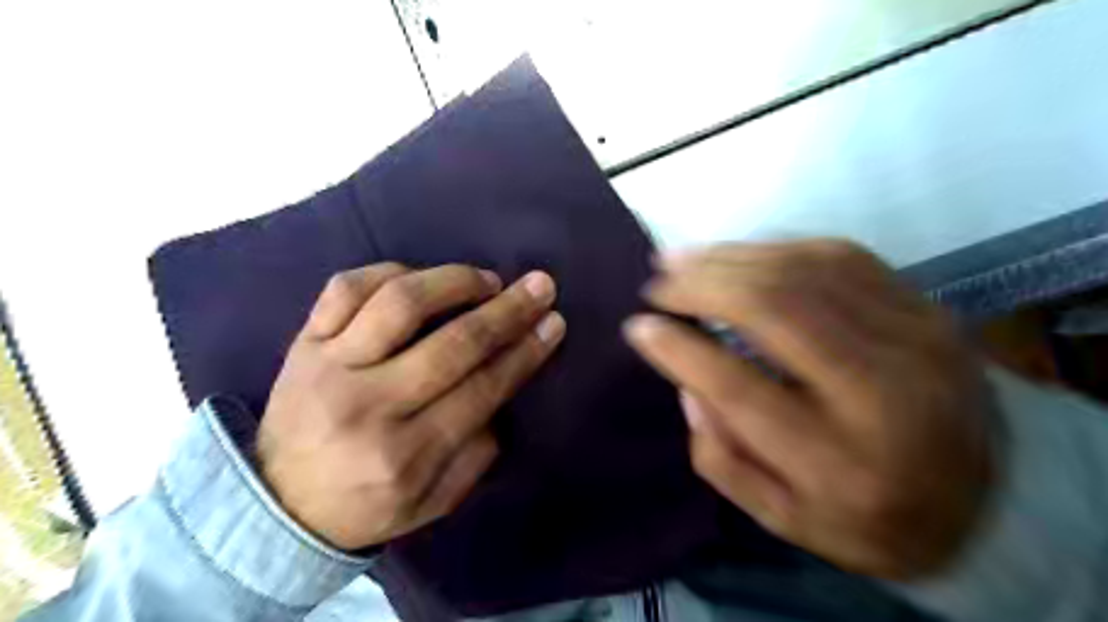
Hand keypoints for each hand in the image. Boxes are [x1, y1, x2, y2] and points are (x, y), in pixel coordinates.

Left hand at [258, 264, 563, 548]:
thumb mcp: (434, 502)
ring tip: (486, 279)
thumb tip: (504, 386)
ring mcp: (329, 366)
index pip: (482, 390)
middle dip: (506, 311)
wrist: (277, 504)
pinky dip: (390, 272)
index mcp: (405, 454)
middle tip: (539, 287)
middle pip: (452, 343)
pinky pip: (346, 288)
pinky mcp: (303, 342)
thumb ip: (477, 453)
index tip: (553, 323)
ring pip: (399, 303)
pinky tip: (420, 276)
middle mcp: (368, 404)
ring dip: (453, 281)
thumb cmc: (367, 504)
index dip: (524, 352)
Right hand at [623, 242, 995, 579]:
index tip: (638, 327)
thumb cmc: (871, 516)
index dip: (680, 350)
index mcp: (843, 463)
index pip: (738, 388)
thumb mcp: (786, 519)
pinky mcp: (923, 306)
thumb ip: (723, 459)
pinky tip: (736, 253)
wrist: (989, 496)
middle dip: (700, 286)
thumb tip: (687, 387)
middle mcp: (884, 391)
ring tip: (679, 258)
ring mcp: (915, 337)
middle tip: (657, 283)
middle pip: (774, 310)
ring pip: (803, 270)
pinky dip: (774, 247)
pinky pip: (837, 254)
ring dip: (729, 257)